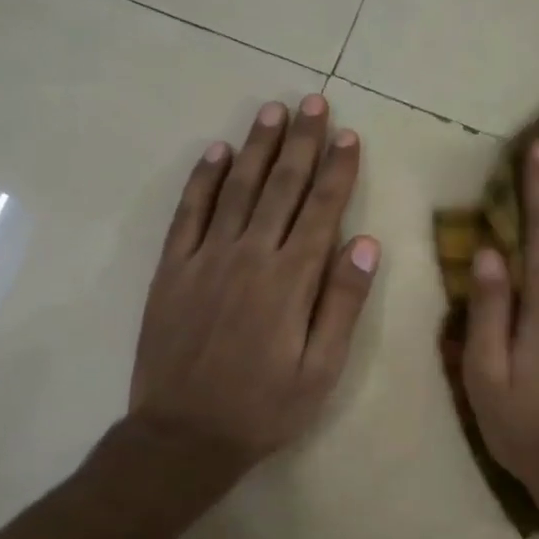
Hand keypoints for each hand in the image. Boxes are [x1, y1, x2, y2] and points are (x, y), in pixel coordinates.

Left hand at [129, 95, 379, 471]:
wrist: (183, 436)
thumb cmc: (264, 407)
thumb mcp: (321, 369)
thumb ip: (343, 303)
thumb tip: (365, 243)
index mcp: (291, 278)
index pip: (322, 208)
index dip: (338, 169)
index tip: (348, 135)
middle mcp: (250, 255)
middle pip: (282, 186)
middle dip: (302, 141)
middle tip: (313, 101)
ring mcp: (206, 258)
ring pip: (238, 188)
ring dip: (258, 147)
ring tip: (273, 111)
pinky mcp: (173, 269)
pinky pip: (189, 212)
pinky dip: (204, 179)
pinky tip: (217, 152)